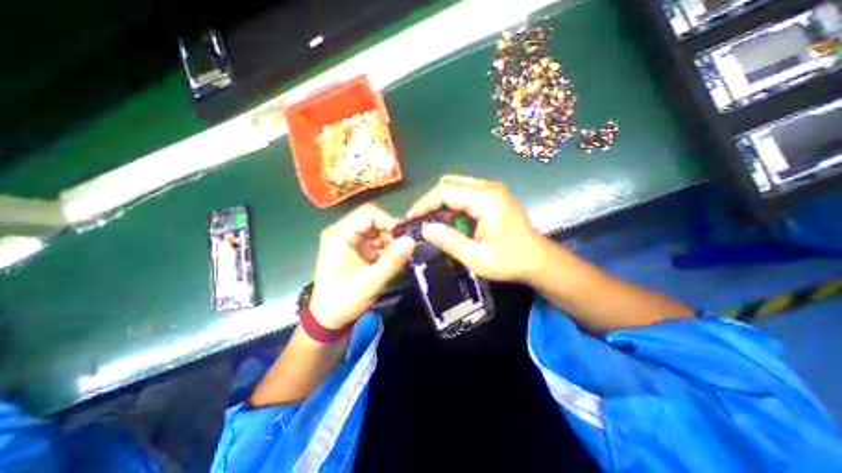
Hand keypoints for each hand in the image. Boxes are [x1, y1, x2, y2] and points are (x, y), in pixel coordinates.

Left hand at [309, 201, 412, 328]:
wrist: (328, 318)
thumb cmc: (344, 300)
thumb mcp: (371, 282)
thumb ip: (392, 261)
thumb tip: (412, 241)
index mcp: (340, 236)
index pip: (368, 214)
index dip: (388, 221)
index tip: (404, 236)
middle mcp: (343, 233)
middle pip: (373, 221)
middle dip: (391, 233)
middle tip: (405, 248)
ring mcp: (349, 241)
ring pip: (376, 231)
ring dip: (390, 241)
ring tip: (400, 256)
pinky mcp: (355, 250)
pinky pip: (375, 241)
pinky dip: (386, 248)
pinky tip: (392, 259)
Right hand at [406, 175, 546, 283]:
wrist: (538, 259)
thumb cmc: (509, 261)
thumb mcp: (476, 257)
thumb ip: (449, 241)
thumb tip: (425, 229)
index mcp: (486, 199)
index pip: (445, 191)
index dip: (425, 203)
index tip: (411, 218)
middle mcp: (489, 187)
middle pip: (449, 184)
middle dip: (431, 201)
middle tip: (421, 221)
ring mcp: (493, 189)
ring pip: (456, 186)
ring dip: (442, 202)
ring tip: (433, 222)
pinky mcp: (494, 195)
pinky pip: (466, 192)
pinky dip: (453, 204)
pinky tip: (451, 221)